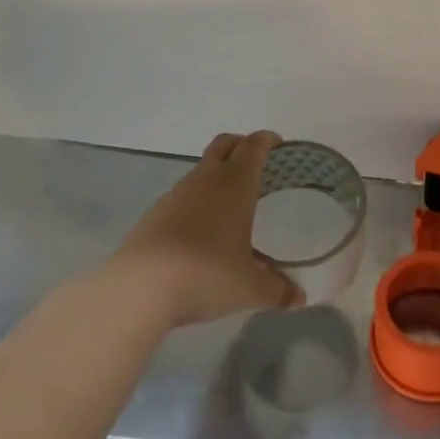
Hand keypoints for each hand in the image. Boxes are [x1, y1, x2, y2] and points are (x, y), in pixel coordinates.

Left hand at [111, 130, 300, 327]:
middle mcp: (206, 179)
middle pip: (224, 144)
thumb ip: (277, 290)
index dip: (267, 140)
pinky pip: (181, 197)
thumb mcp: (249, 288)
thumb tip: (299, 298)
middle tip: (256, 162)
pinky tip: (199, 232)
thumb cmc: (207, 274)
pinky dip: (195, 202)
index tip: (278, 144)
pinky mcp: (153, 215)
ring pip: (200, 171)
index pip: (254, 146)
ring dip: (216, 176)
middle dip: (241, 145)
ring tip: (230, 203)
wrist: (140, 288)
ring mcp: (175, 195)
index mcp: (235, 183)